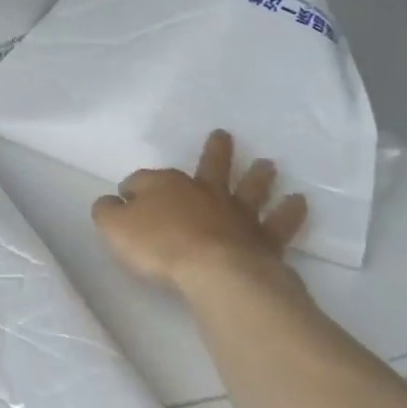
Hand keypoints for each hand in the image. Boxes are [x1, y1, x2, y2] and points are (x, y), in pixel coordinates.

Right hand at [91, 130, 307, 292]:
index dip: (132, 189)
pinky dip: (289, 212)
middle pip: (209, 167)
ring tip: (268, 164)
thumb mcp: (113, 227)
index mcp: (163, 186)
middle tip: (224, 136)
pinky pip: (278, 223)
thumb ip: (107, 211)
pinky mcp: (262, 239)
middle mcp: (202, 192)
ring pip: (248, 188)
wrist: (214, 271)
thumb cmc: (158, 246)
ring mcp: (235, 214)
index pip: (142, 181)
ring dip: (257, 176)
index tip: (126, 198)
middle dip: (215, 152)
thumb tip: (110, 201)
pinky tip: (299, 202)